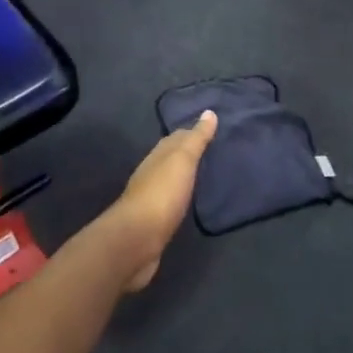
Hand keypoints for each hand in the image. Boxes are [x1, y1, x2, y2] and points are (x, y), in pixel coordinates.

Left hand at [105, 111, 217, 290]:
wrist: (137, 240)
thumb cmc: (162, 195)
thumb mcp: (181, 161)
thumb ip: (196, 139)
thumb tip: (209, 112)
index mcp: (157, 157)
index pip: (176, 138)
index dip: (193, 132)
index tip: (213, 128)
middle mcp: (151, 174)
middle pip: (171, 158)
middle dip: (189, 153)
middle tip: (215, 150)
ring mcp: (151, 199)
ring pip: (171, 180)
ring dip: (185, 176)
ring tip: (208, 175)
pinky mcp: (154, 222)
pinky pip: (172, 202)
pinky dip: (182, 197)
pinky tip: (192, 201)